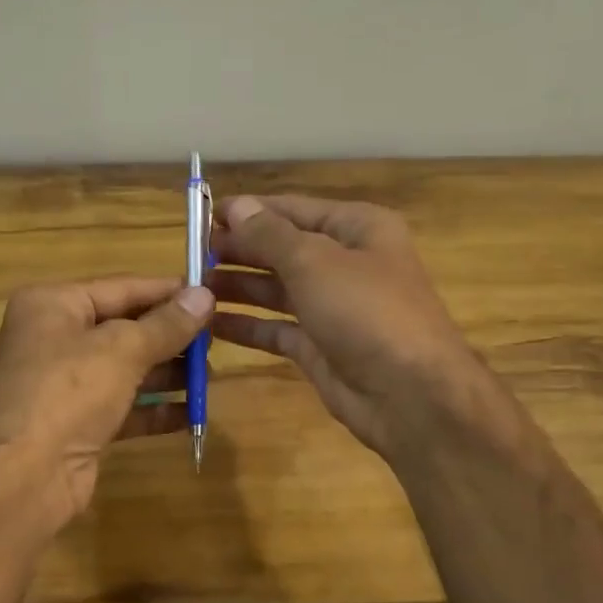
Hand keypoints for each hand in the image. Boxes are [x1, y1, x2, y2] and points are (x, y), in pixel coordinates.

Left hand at [0, 276, 214, 531]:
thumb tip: (205, 295)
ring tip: (209, 376)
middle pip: (124, 328)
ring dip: (167, 373)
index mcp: (53, 305)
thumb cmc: (67, 393)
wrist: (21, 477)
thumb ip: (166, 324)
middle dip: (170, 337)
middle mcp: (54, 339)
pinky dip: (154, 409)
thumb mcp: (122, 349)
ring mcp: (64, 385)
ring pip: (125, 370)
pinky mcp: (76, 425)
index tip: (211, 294)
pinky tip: (190, 413)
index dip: (167, 292)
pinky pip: (123, 408)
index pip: (121, 288)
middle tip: (217, 339)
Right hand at [210, 195, 504, 458]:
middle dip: (239, 250)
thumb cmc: (367, 311)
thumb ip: (270, 235)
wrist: (411, 395)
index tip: (203, 215)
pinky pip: (276, 329)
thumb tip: (237, 207)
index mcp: (357, 229)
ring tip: (193, 286)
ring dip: (238, 287)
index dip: (249, 211)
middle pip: (282, 249)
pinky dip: (247, 326)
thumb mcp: (315, 262)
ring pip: (276, 290)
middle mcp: (346, 264)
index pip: (293, 210)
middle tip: (190, 255)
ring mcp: (333, 308)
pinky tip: (211, 324)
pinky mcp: (320, 347)